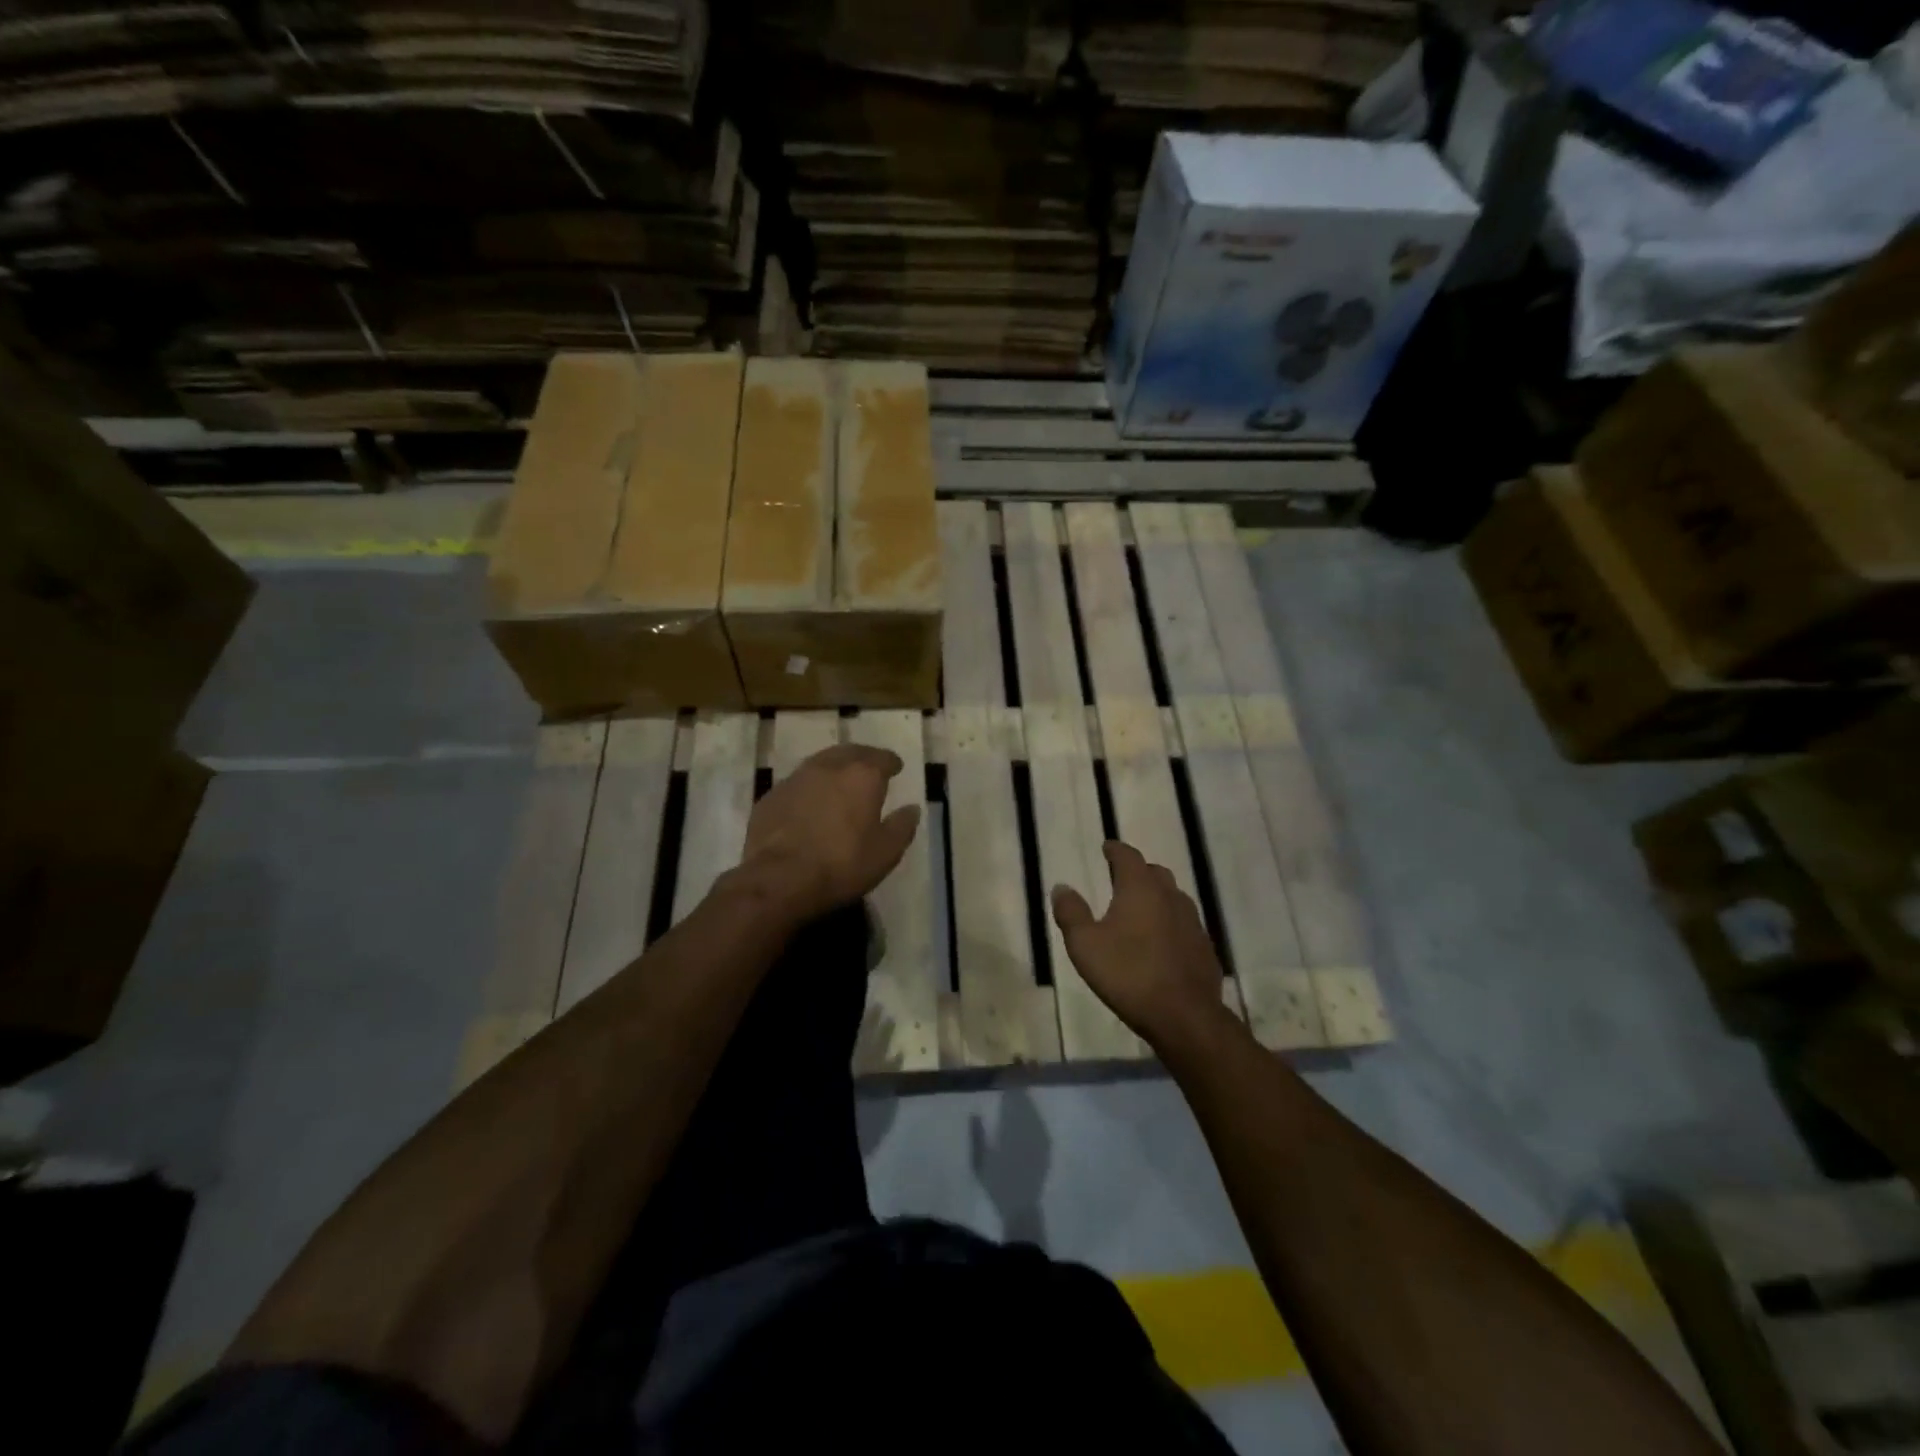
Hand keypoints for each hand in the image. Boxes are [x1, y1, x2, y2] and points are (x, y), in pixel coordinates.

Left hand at [740, 744, 920, 923]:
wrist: (777, 878)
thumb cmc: (840, 864)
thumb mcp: (885, 853)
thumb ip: (902, 827)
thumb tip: (911, 809)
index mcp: (862, 776)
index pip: (882, 758)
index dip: (891, 762)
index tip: (896, 767)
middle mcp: (829, 767)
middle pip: (850, 753)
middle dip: (863, 758)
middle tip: (869, 768)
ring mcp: (797, 778)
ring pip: (821, 763)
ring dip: (834, 769)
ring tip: (840, 782)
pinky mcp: (772, 795)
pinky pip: (798, 783)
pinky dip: (810, 788)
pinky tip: (810, 803)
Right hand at [1051, 841, 1228, 1050]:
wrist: (1185, 1016)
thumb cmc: (1129, 974)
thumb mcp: (1085, 945)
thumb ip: (1071, 913)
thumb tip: (1061, 887)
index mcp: (1140, 889)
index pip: (1128, 856)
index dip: (1116, 850)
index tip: (1107, 847)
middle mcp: (1170, 896)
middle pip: (1155, 872)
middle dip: (1137, 871)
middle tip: (1121, 878)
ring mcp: (1193, 922)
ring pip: (1173, 897)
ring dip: (1156, 896)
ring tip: (1140, 909)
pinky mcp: (1205, 947)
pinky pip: (1184, 924)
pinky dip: (1170, 923)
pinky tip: (1161, 942)